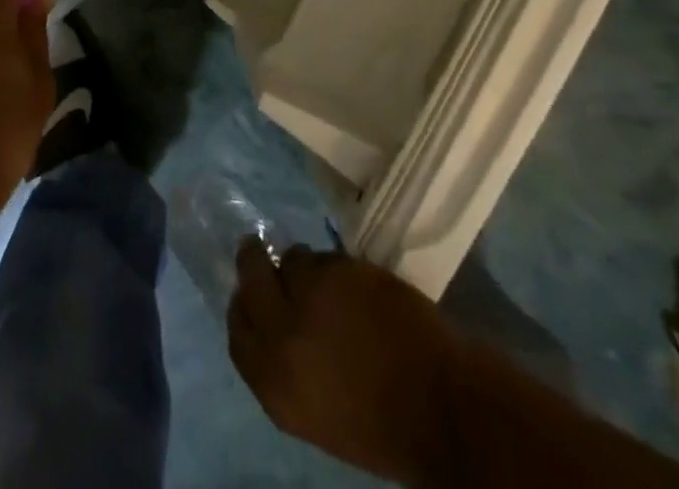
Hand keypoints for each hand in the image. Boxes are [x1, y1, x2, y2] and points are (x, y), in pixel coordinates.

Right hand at [229, 244, 460, 484]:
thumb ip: (282, 367)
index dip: (242, 307)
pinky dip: (333, 265)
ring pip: (291, 261)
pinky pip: (323, 256)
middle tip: (261, 253)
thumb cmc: (380, 425)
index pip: (238, 330)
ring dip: (302, 267)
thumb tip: (268, 326)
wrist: (441, 410)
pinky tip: (352, 282)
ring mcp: (309, 296)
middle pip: (250, 278)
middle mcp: (280, 334)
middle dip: (254, 263)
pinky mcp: (338, 270)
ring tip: (324, 279)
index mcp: (272, 383)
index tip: (249, 296)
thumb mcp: (313, 412)